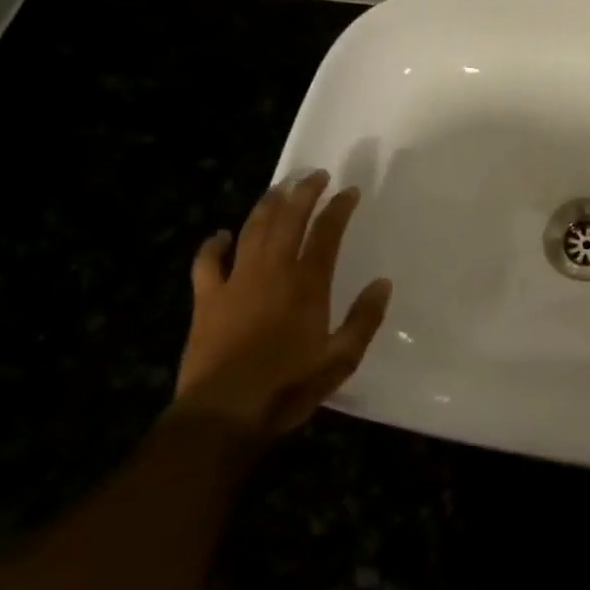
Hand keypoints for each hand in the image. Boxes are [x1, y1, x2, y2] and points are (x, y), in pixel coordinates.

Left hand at [171, 170, 391, 442]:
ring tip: (279, 188)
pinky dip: (213, 245)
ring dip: (267, 205)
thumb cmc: (287, 387)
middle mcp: (272, 271)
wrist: (223, 414)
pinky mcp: (206, 299)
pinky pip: (207, 262)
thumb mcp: (341, 360)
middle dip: (304, 192)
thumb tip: (382, 284)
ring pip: (252, 229)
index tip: (348, 191)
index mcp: (307, 283)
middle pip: (289, 218)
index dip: (339, 208)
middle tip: (315, 175)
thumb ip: (364, 319)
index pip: (327, 232)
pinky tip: (219, 235)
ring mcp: (236, 282)